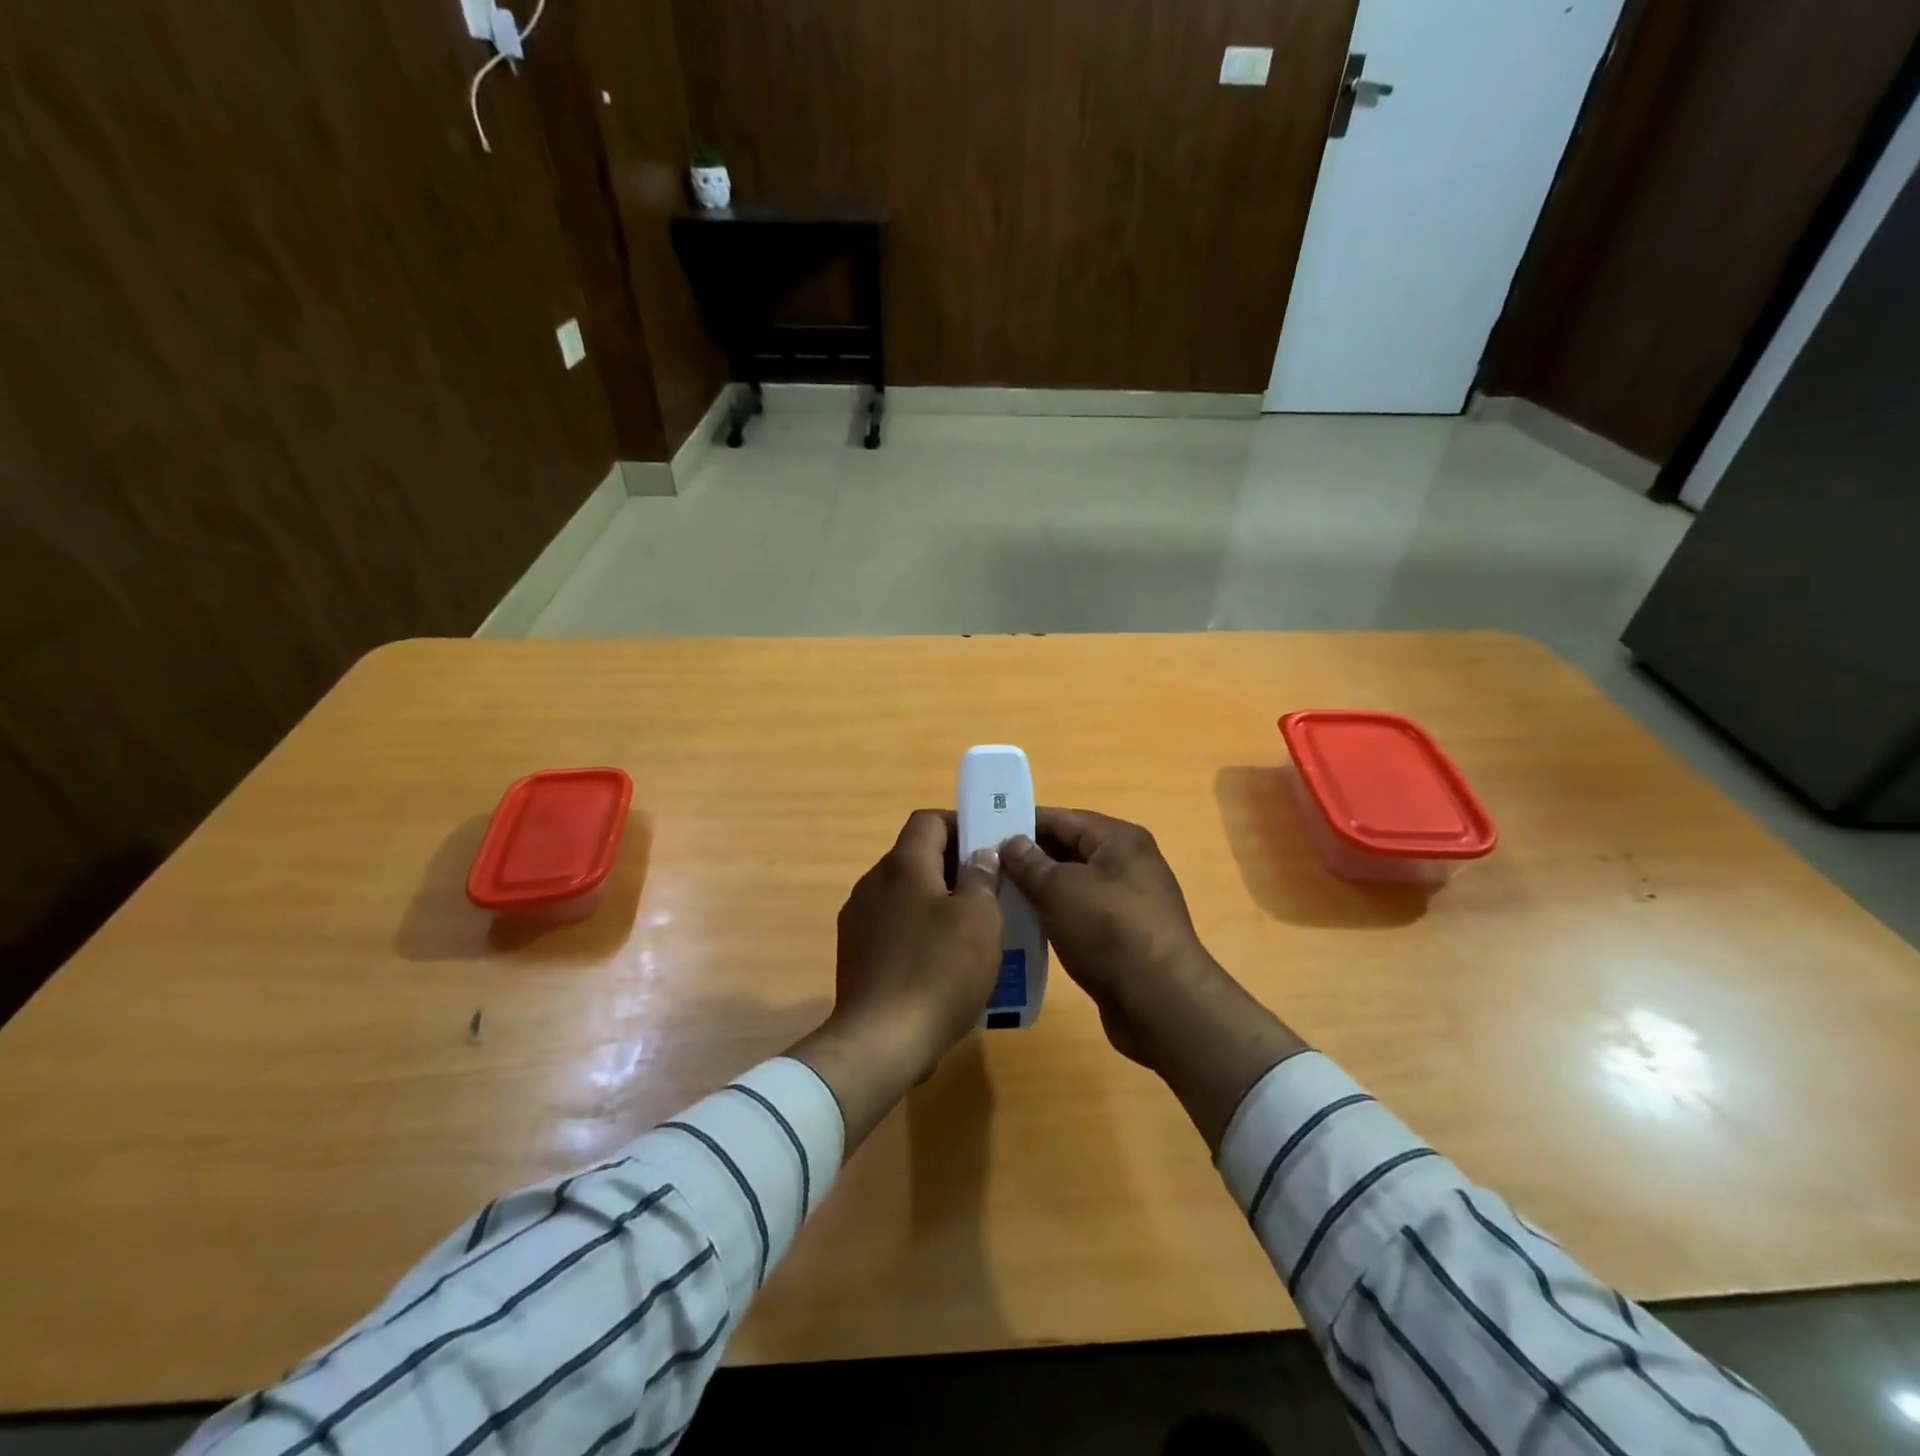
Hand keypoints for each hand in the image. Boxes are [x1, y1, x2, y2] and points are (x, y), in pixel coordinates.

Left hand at [789, 810, 1003, 1149]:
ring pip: (904, 894)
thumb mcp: (980, 920)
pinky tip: (942, 963)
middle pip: (916, 857)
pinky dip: (918, 931)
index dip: (961, 825)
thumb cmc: (939, 971)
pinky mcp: (854, 955)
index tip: (990, 848)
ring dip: (937, 901)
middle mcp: (873, 883)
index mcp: (902, 865)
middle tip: (990, 891)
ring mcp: (858, 920)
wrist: (881, 1041)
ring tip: (971, 930)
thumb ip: (982, 878)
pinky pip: (893, 927)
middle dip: (954, 867)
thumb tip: (980, 856)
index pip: (929, 820)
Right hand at [1002, 807, 1307, 1149]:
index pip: (1063, 818)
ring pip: (1071, 886)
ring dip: (1037, 891)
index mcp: (1119, 840)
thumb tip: (1010, 842)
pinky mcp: (1121, 938)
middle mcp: (1127, 864)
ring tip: (994, 897)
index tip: (983, 830)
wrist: (1160, 1002)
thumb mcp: (1061, 889)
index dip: (1022, 822)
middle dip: (1027, 858)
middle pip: (1068, 850)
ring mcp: (1126, 903)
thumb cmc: (1110, 931)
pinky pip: (1079, 915)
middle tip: (983, 867)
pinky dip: (1053, 917)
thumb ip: (1030, 863)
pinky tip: (1022, 927)